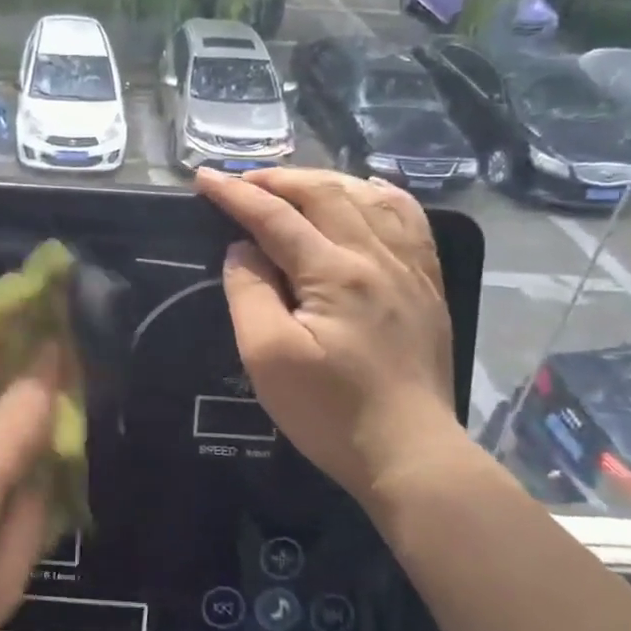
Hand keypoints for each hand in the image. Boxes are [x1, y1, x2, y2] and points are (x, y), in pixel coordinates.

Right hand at [193, 167, 460, 497]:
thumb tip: (242, 250)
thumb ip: (249, 293)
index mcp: (334, 273)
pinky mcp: (427, 285)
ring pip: (368, 197)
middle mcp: (377, 257)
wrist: (410, 453)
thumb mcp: (267, 357)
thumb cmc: (329, 410)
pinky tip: (365, 192)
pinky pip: (409, 219)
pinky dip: (379, 195)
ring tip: (291, 184)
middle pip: (324, 194)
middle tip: (241, 181)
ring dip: (323, 181)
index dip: (235, 194)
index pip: (275, 217)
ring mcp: (410, 268)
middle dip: (276, 179)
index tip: (203, 177)